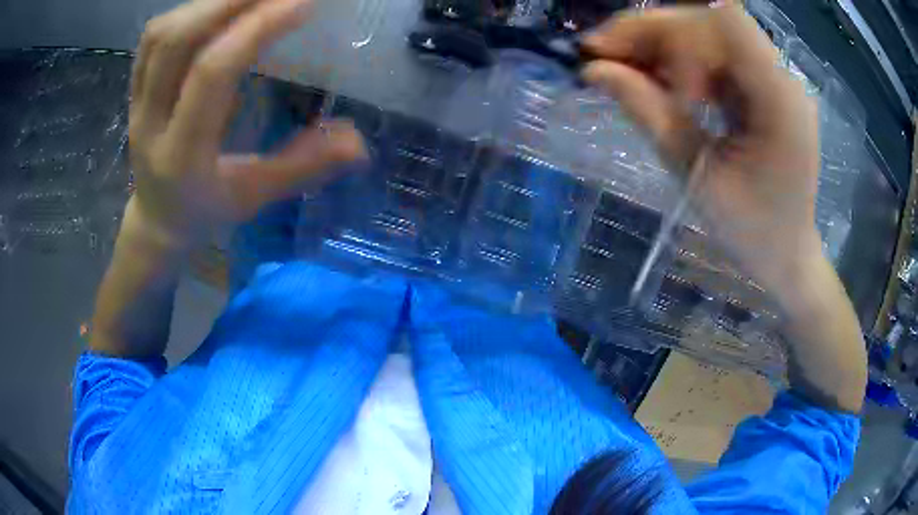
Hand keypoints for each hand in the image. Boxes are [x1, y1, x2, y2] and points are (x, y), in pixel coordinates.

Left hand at [128, 0, 365, 248]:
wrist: (158, 221)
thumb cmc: (206, 211)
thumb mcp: (255, 197)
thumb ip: (304, 168)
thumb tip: (359, 143)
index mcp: (182, 155)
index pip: (213, 73)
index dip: (256, 28)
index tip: (302, 2)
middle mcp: (151, 122)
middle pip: (178, 41)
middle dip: (231, 0)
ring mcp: (136, 103)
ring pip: (161, 35)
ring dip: (208, 3)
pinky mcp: (133, 91)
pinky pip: (152, 39)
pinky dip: (187, 11)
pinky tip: (216, 8)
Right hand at [582, 2, 866, 411]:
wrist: (788, 258)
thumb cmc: (753, 235)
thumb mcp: (698, 178)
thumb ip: (650, 115)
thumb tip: (594, 71)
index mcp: (779, 100)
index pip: (723, 21)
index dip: (668, 27)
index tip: (621, 54)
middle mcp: (781, 78)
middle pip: (710, 21)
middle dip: (652, 31)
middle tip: (599, 54)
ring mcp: (772, 81)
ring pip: (707, 34)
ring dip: (659, 44)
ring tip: (619, 68)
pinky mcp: (761, 89)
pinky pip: (714, 57)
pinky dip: (677, 61)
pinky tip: (653, 81)